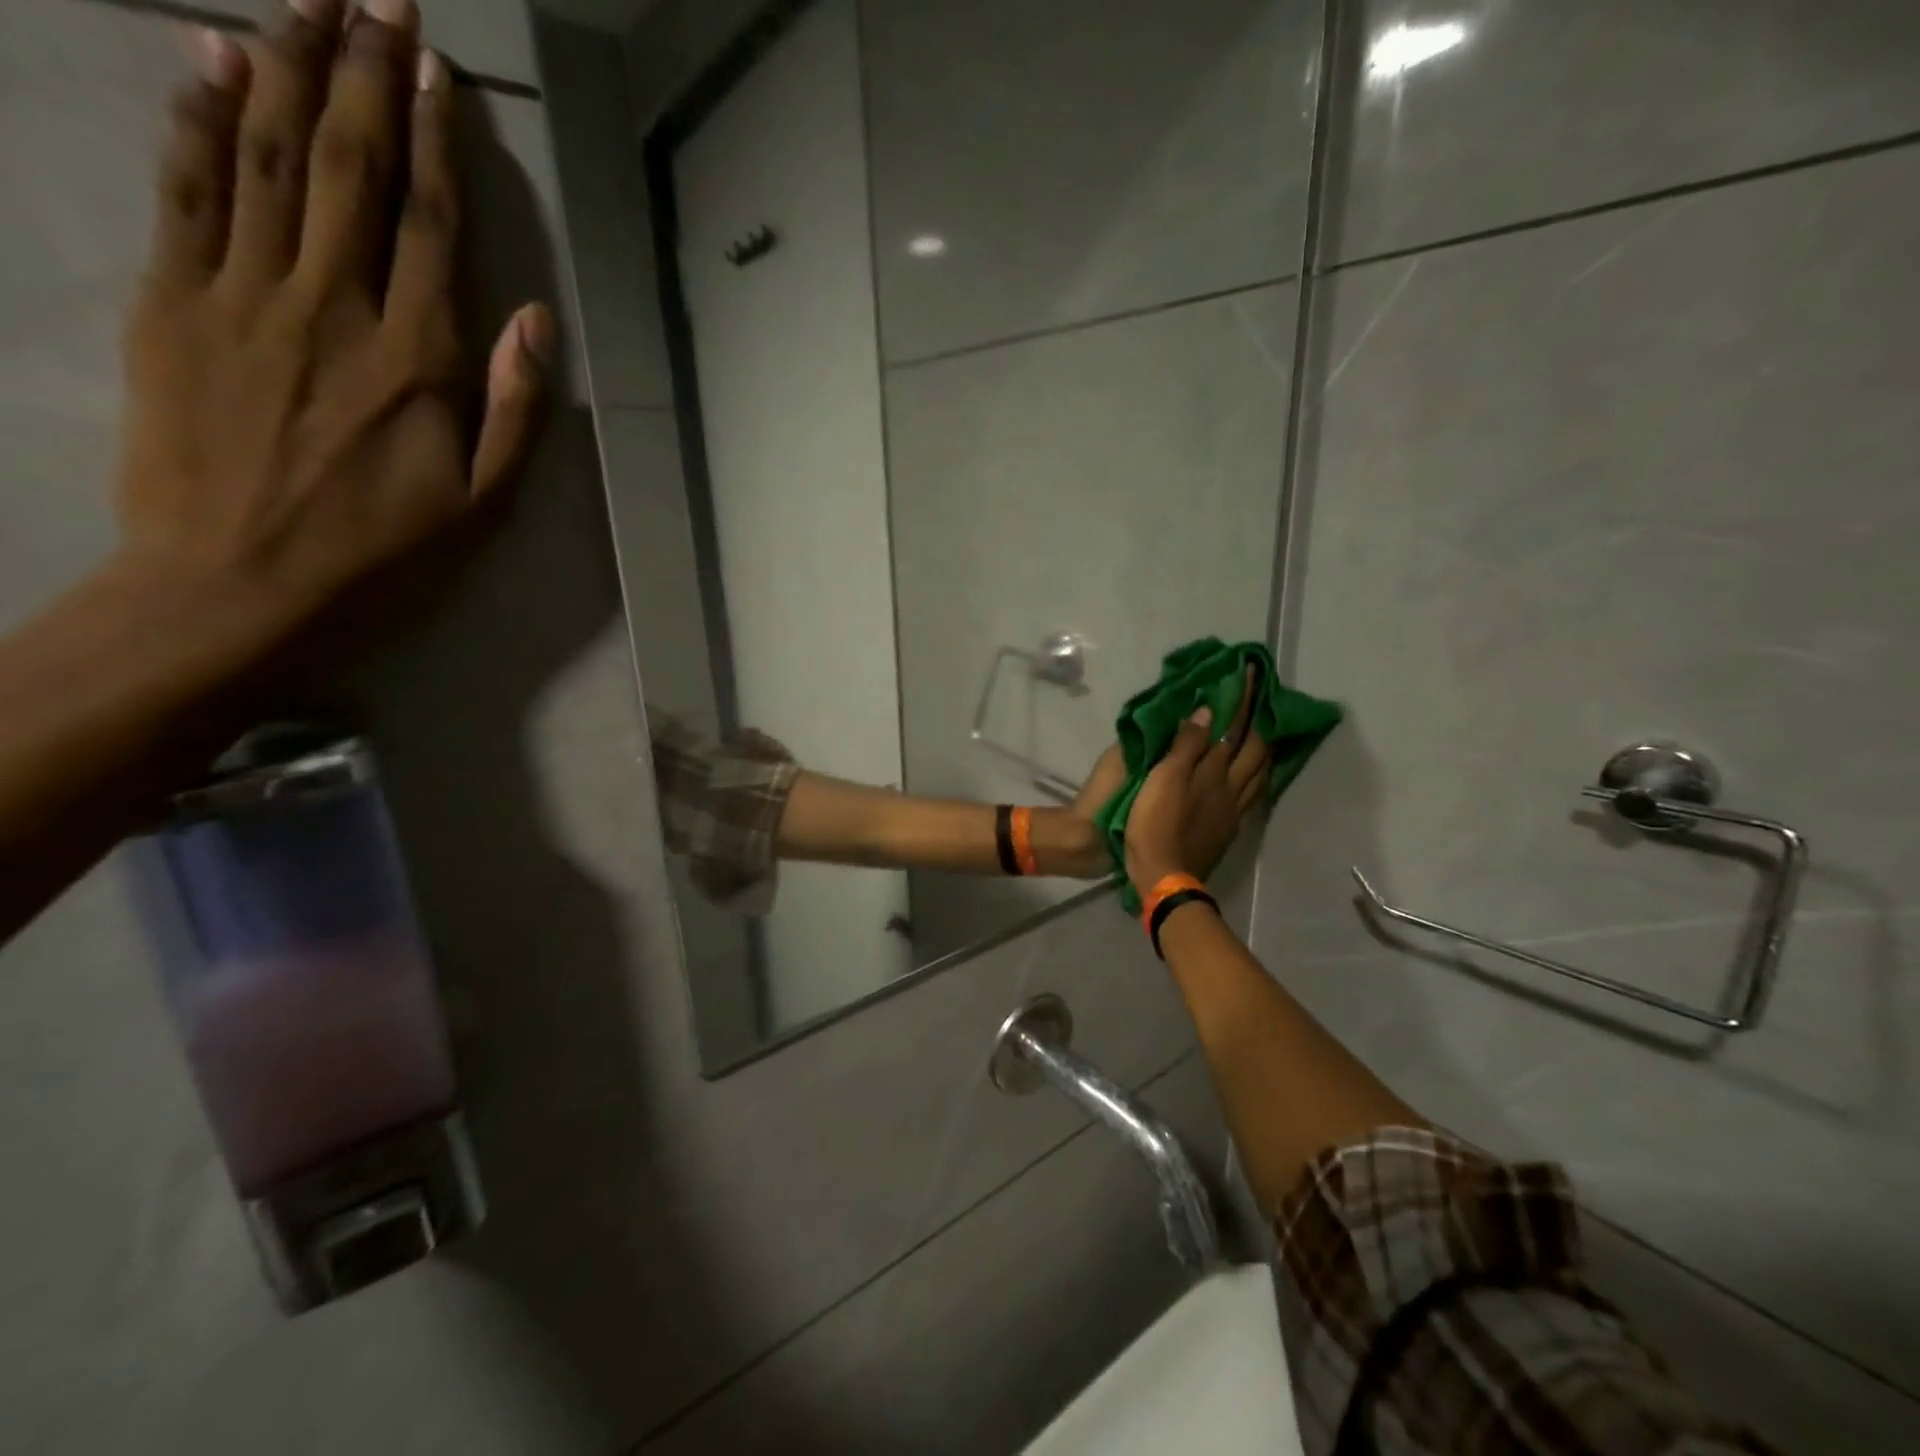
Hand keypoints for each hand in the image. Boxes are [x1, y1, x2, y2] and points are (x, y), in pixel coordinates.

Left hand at [114, 3, 551, 638]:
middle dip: (362, 71)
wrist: (235, 589)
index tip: (437, 66)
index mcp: (415, 361)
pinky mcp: (171, 304)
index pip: (429, 225)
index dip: (433, 139)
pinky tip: (207, 56)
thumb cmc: (380, 555)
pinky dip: (195, 115)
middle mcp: (331, 308)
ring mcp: (240, 296)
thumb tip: (537, 323)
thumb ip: (515, 413)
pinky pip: (185, 190)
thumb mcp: (482, 505)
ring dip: (283, 64)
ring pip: (264, 156)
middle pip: (346, 166)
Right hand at [1123, 671, 1270, 894]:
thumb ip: (1186, 745)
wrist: (1165, 876)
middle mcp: (1232, 787)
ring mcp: (1234, 809)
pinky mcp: (1229, 827)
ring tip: (1269, 730)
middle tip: (1265, 697)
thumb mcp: (1163, 779)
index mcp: (1214, 771)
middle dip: (1262, 720)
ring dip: (1266, 747)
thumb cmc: (1155, 824)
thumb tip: (1209, 710)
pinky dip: (1259, 774)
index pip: (1234, 728)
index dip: (1243, 700)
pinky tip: (1256, 773)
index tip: (1251, 673)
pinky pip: (1253, 792)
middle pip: (1256, 749)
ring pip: (1260, 771)